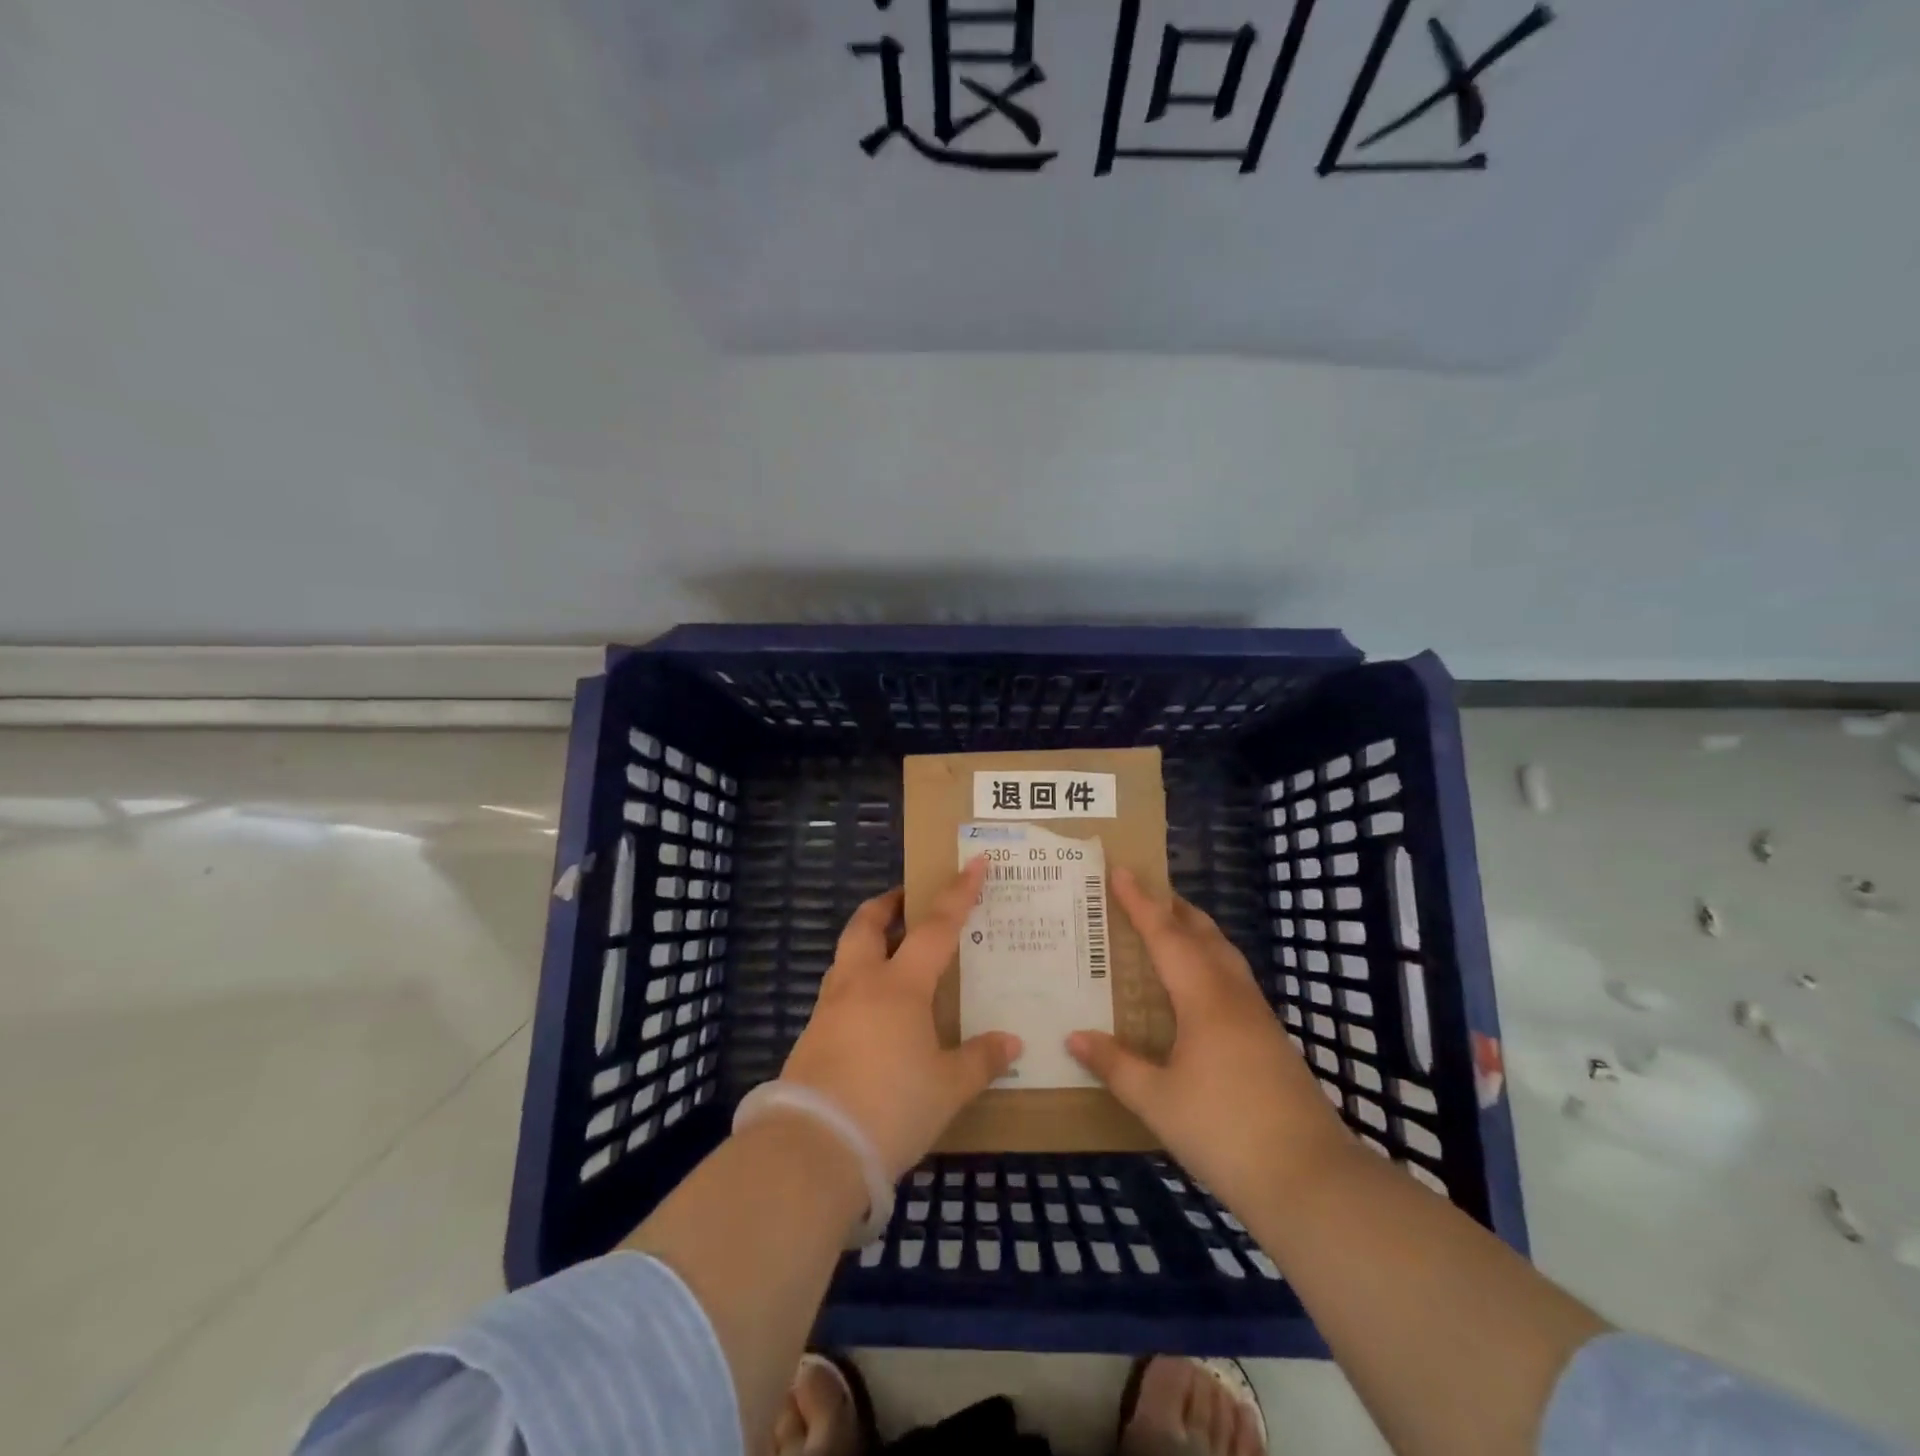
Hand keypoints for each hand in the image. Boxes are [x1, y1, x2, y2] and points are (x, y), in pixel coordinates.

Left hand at [780, 858, 1021, 1180]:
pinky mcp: (812, 1036)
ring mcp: (830, 1008)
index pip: (936, 927)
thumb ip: (980, 1059)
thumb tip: (1012, 1042)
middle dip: (888, 905)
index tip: (975, 863)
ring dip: (867, 941)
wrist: (814, 1148)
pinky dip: (857, 982)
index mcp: (900, 986)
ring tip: (891, 953)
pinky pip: (837, 991)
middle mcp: (861, 984)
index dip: (958, 894)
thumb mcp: (948, 1088)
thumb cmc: (891, 1106)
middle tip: (907, 900)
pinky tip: (872, 1011)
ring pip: (846, 955)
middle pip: (867, 925)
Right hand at [1067, 868, 1350, 1207]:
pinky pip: (1234, 980)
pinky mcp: (1272, 1040)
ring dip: (1197, 932)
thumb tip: (1073, 1036)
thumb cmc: (1224, 1131)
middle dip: (1174, 908)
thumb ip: (1115, 1065)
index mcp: (1204, 998)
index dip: (1141, 902)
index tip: (1121, 870)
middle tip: (1145, 892)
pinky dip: (1211, 962)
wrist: (1310, 1180)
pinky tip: (1200, 987)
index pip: (1166, 935)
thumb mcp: (1157, 1101)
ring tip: (1171, 928)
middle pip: (1203, 935)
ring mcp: (1258, 1017)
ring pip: (1225, 955)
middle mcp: (1233, 996)